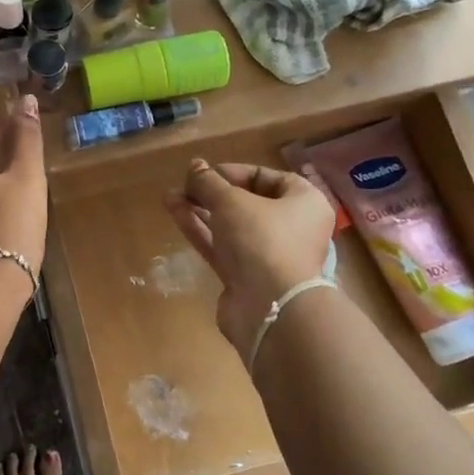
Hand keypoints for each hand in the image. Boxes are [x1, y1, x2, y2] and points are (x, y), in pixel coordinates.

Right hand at [166, 159, 337, 360]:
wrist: (269, 308)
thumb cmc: (262, 240)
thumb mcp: (231, 202)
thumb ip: (209, 183)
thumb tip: (194, 166)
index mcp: (304, 203)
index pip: (268, 178)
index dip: (235, 172)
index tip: (206, 173)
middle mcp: (291, 228)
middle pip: (247, 203)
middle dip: (212, 193)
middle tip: (184, 185)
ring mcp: (267, 256)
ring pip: (230, 226)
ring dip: (200, 210)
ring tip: (170, 197)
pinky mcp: (246, 277)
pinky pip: (222, 247)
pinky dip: (201, 231)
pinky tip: (176, 214)